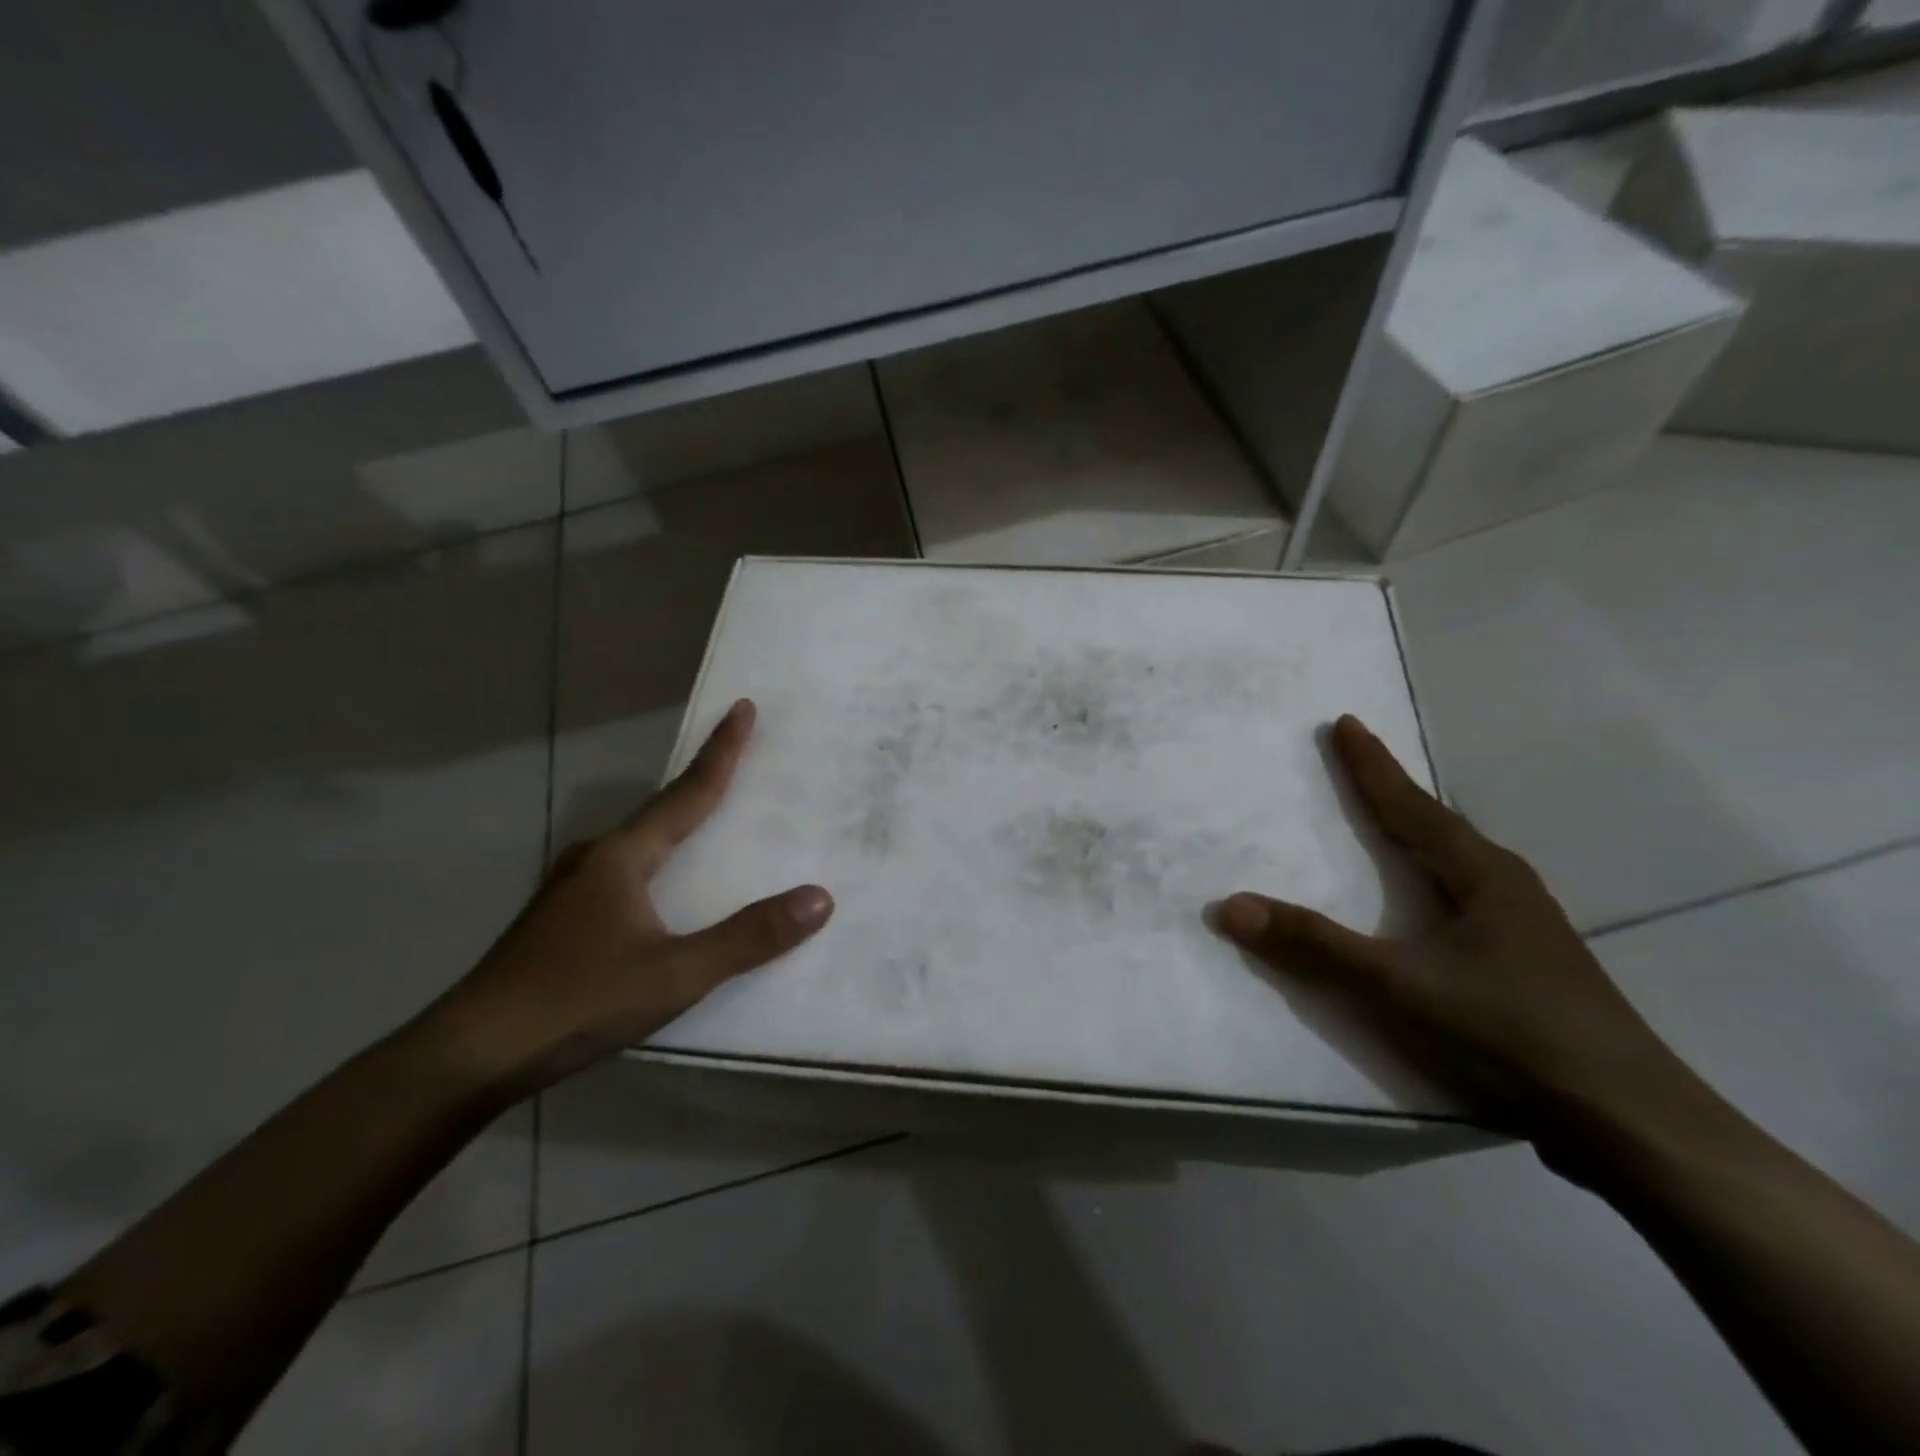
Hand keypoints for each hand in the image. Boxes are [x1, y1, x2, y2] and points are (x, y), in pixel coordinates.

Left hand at [422, 699, 832, 1095]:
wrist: (468, 1056)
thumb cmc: (577, 1002)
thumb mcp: (675, 973)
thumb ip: (748, 938)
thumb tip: (820, 898)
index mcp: (622, 857)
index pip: (687, 793)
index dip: (721, 752)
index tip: (743, 707)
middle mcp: (594, 859)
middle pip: (660, 811)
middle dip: (700, 785)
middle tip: (738, 762)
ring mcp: (569, 890)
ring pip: (637, 845)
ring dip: (675, 826)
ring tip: (708, 825)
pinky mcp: (558, 921)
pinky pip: (622, 874)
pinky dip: (656, 864)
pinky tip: (663, 893)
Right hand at [1211, 716, 1708, 1170]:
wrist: (1630, 1123)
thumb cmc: (1508, 1033)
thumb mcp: (1397, 985)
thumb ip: (1313, 945)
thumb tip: (1230, 906)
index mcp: (1482, 875)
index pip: (1411, 806)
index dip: (1372, 765)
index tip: (1344, 722)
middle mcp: (1508, 888)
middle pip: (1438, 825)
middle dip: (1394, 793)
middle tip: (1357, 764)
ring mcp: (1527, 929)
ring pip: (1459, 863)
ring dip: (1419, 835)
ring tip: (1389, 823)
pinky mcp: (1531, 966)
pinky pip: (1466, 898)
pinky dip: (1432, 878)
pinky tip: (1429, 902)